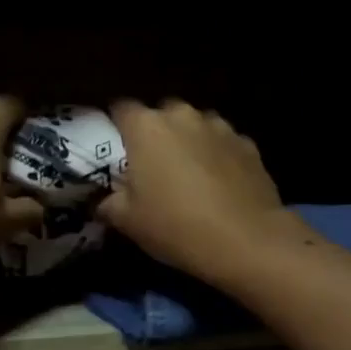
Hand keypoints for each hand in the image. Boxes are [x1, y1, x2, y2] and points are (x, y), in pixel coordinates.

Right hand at [97, 100, 298, 282]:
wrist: (246, 240)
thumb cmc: (176, 226)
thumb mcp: (128, 222)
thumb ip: (108, 203)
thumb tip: (103, 201)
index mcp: (146, 127)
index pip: (120, 108)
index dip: (116, 125)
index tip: (116, 147)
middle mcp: (182, 116)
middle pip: (161, 114)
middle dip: (155, 133)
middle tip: (153, 165)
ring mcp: (219, 126)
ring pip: (195, 125)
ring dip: (189, 141)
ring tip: (190, 173)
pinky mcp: (247, 143)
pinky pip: (223, 142)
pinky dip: (218, 155)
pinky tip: (220, 183)